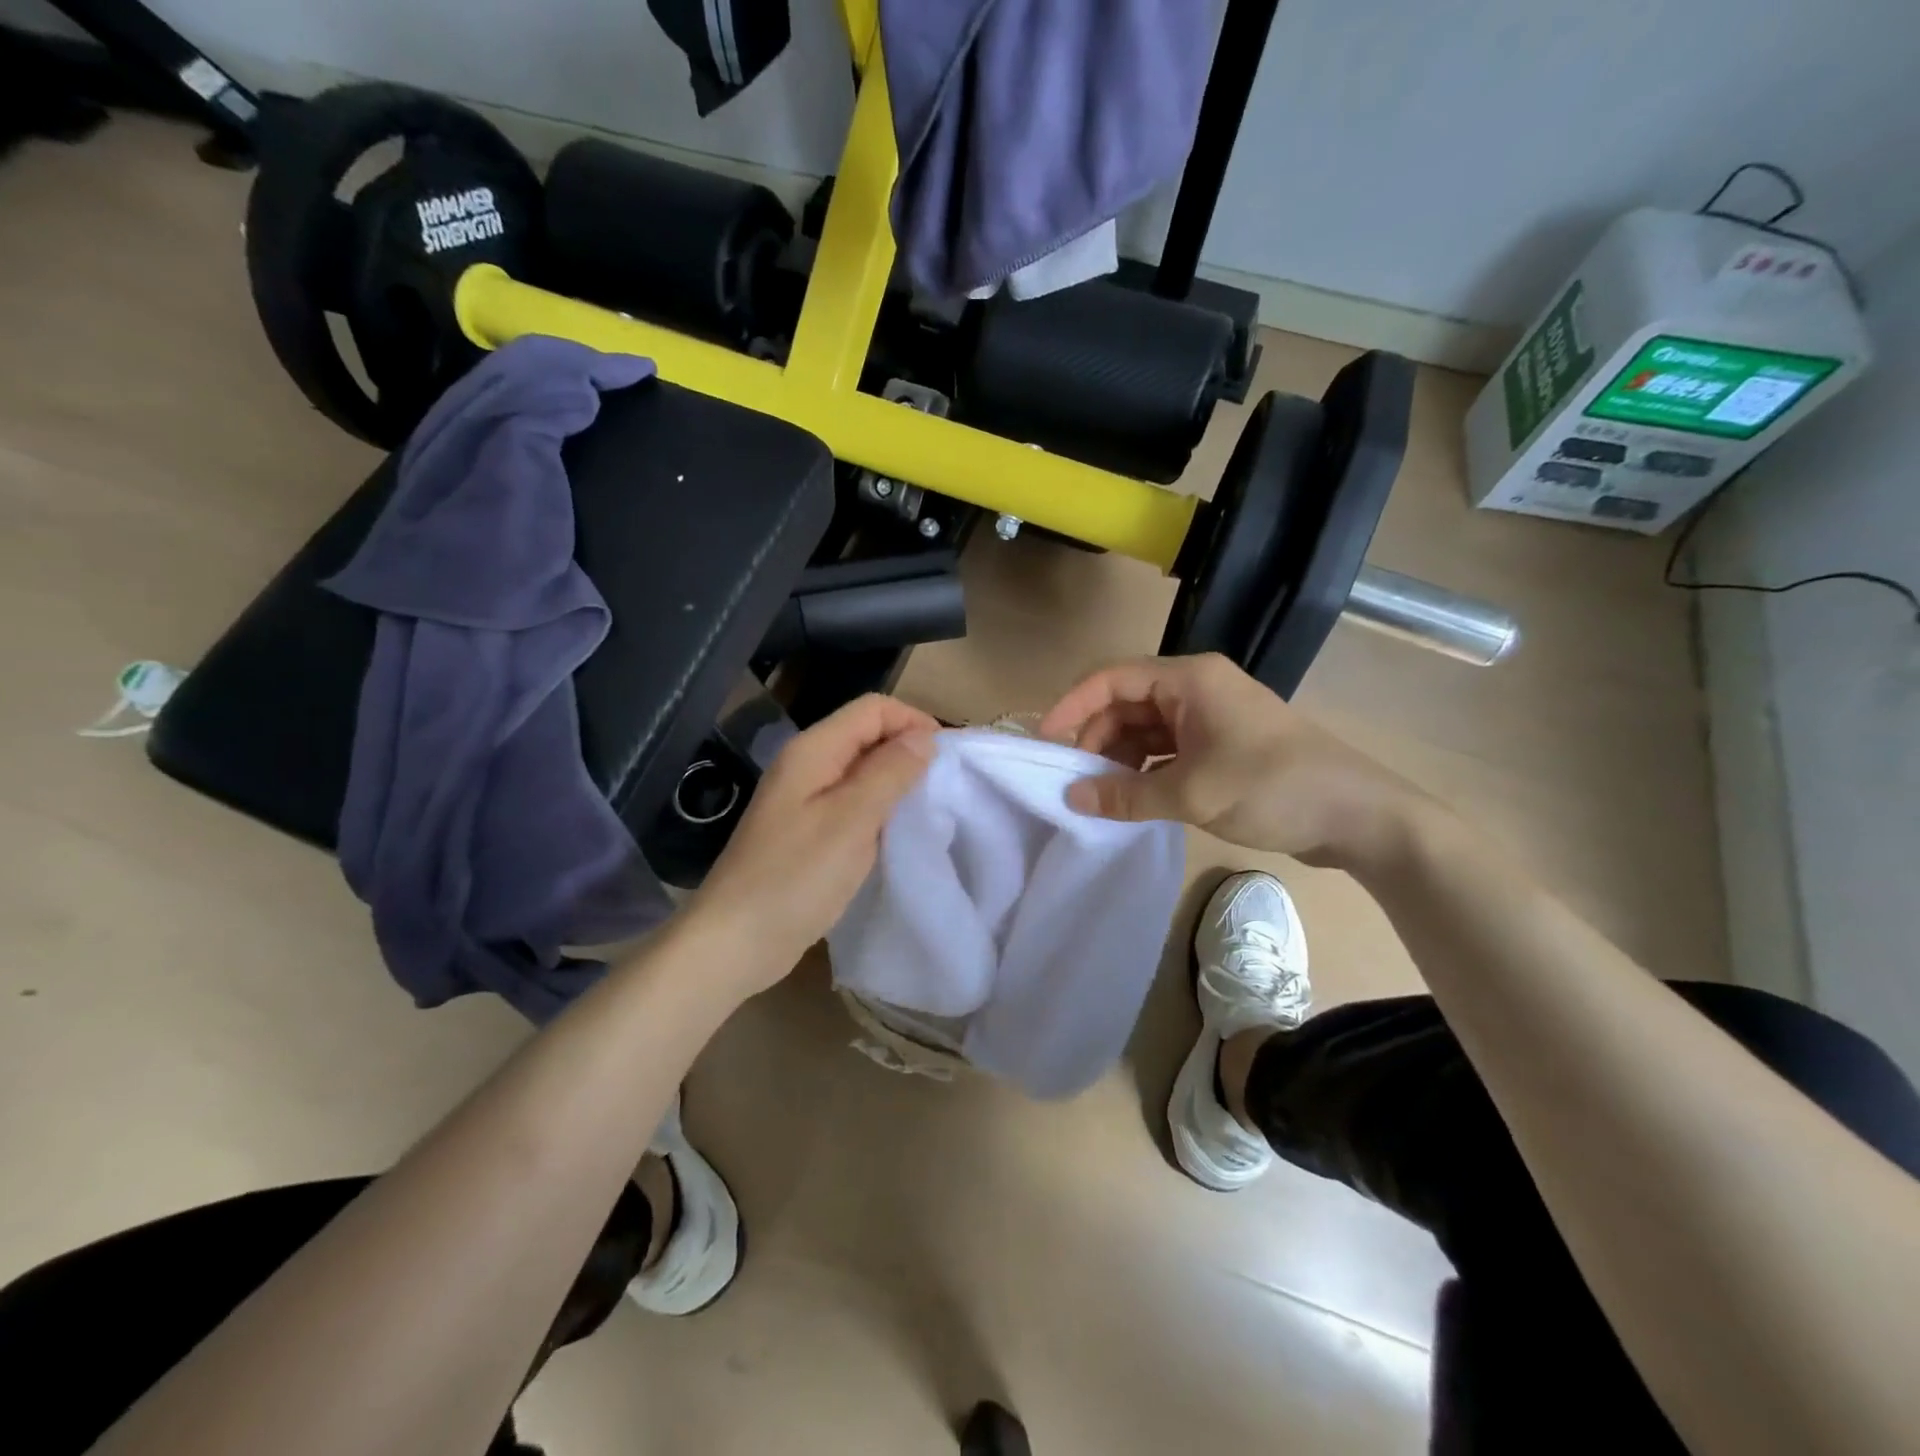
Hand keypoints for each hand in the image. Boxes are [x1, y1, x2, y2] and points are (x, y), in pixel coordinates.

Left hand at [683, 694, 937, 990]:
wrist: (735, 941)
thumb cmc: (795, 877)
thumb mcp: (852, 820)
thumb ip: (890, 772)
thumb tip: (924, 737)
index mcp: (813, 750)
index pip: (873, 709)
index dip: (914, 721)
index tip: (949, 757)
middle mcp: (807, 765)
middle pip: (866, 736)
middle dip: (908, 750)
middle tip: (945, 785)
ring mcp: (804, 800)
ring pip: (862, 772)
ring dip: (896, 782)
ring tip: (928, 809)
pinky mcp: (807, 832)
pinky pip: (852, 804)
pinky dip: (879, 810)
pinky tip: (897, 834)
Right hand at [1038, 653, 1423, 870]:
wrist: (1358, 815)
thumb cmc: (1272, 788)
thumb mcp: (1192, 794)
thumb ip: (1126, 795)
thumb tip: (1072, 799)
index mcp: (1189, 679)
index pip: (1111, 678)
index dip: (1072, 706)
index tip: (1045, 742)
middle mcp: (1196, 688)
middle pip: (1126, 703)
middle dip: (1096, 738)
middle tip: (1074, 780)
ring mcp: (1210, 716)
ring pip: (1145, 728)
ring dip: (1120, 757)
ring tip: (1102, 794)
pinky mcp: (1221, 744)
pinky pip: (1167, 748)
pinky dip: (1145, 770)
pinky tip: (1134, 798)